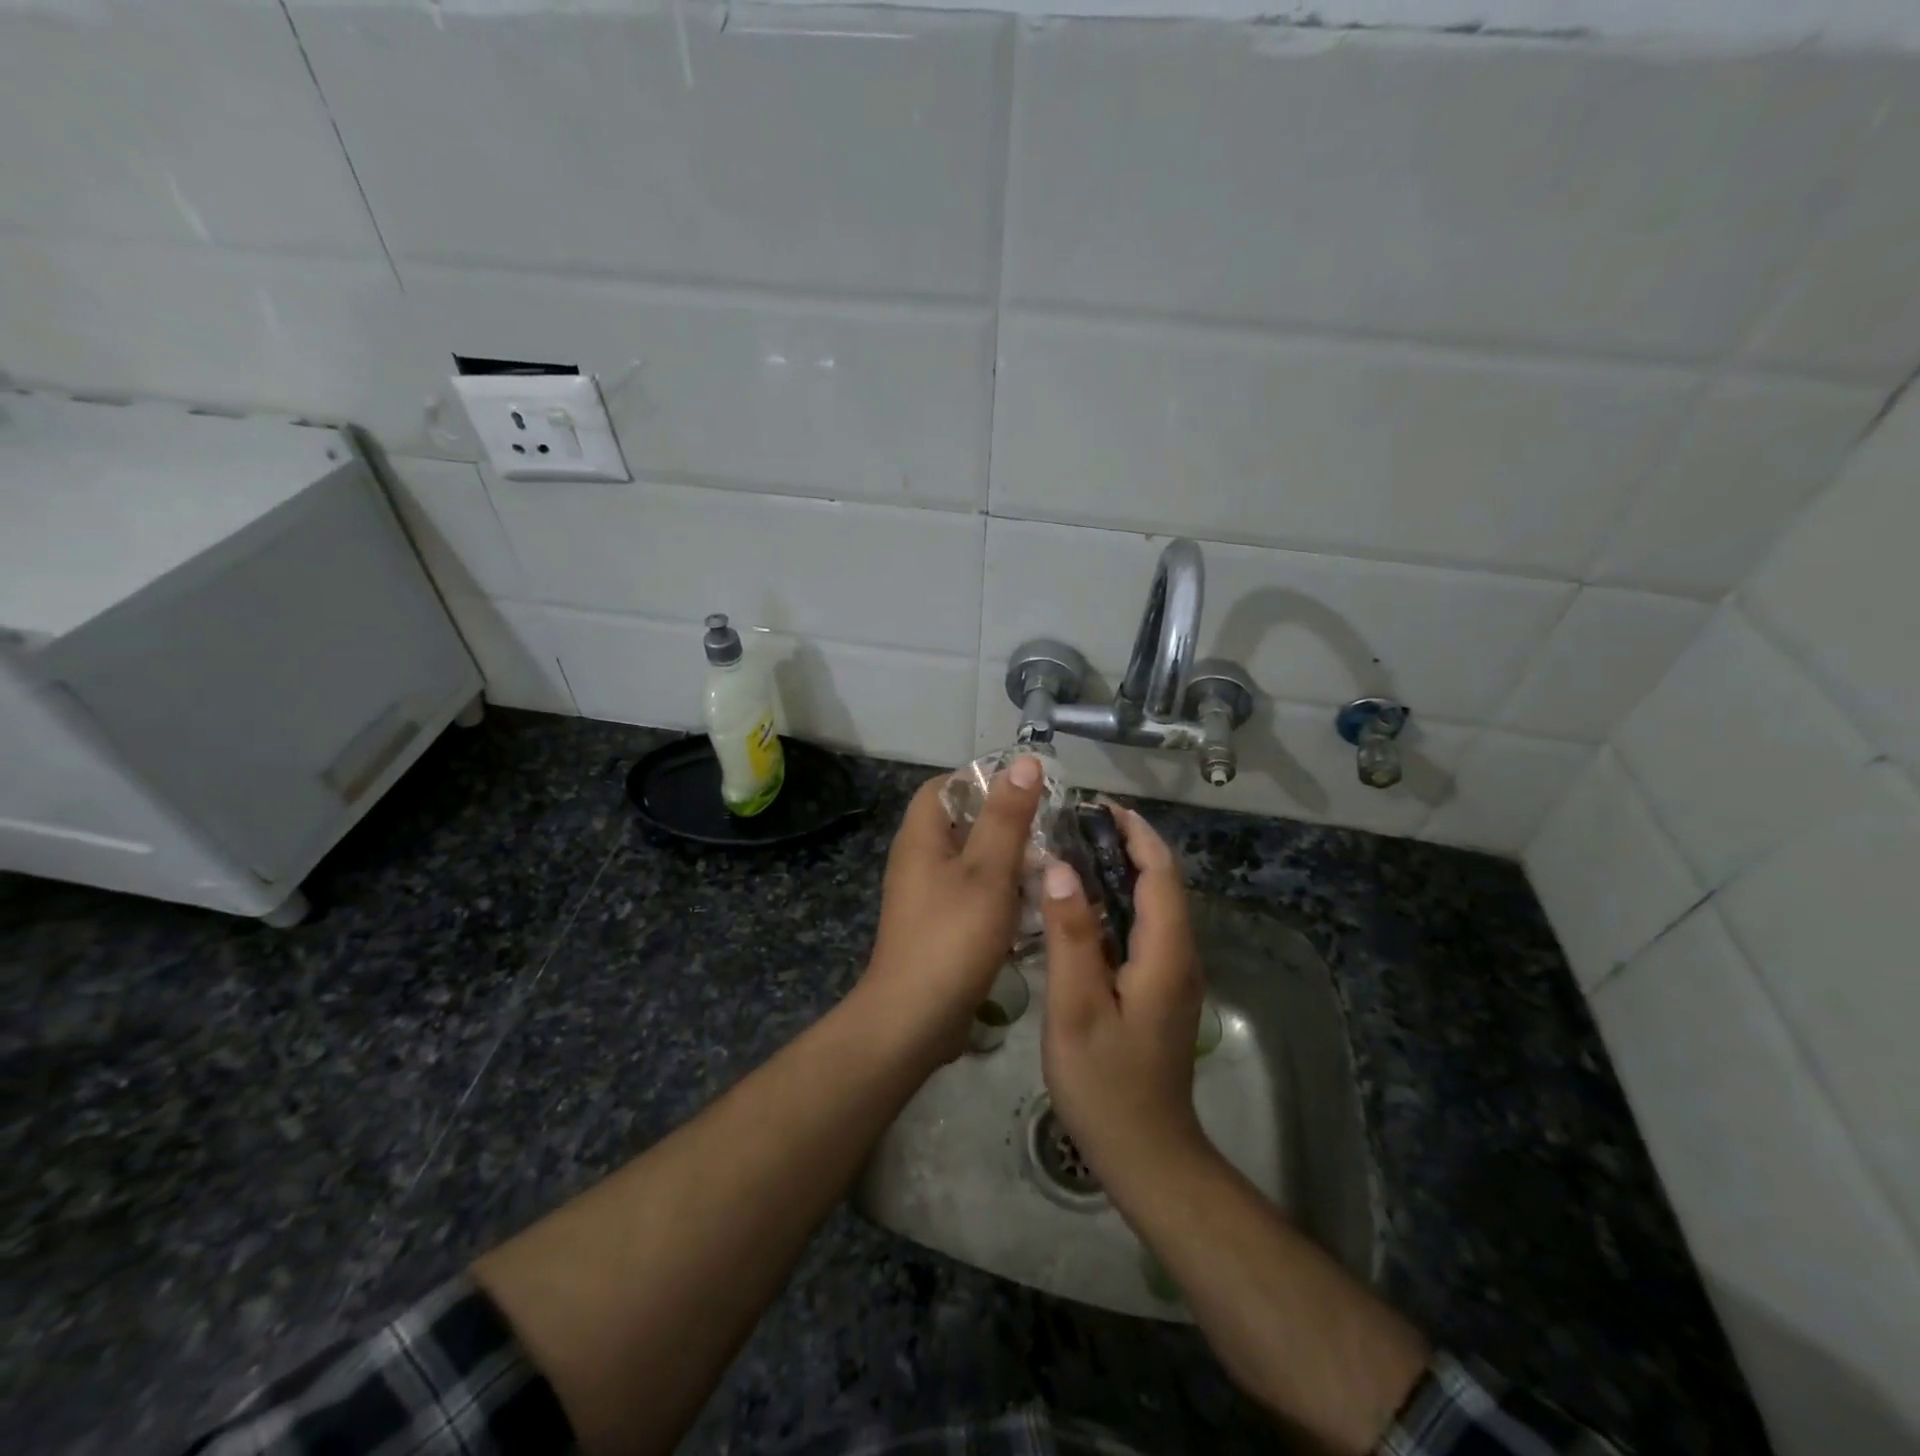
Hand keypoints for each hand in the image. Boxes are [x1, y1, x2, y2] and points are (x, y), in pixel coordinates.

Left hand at [856, 757, 1044, 1061]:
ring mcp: (925, 895)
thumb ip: (1007, 816)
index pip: (947, 785)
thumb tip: (1024, 761)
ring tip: (1049, 866)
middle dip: (1005, 822)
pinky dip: (999, 893)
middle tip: (1050, 829)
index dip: (984, 780)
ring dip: (1007, 860)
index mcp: (922, 836)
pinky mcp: (937, 925)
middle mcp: (918, 858)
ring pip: (971, 860)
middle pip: (962, 822)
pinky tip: (1032, 907)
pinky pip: (971, 894)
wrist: (914, 1019)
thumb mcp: (989, 870)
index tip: (1028, 790)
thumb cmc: (953, 936)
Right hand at [1041, 807, 1212, 1194]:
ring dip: (1121, 871)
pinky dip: (1118, 902)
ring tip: (1072, 852)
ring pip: (1154, 905)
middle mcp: (1180, 956)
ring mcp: (1174, 975)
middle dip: (1126, 844)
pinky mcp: (1161, 989)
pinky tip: (1081, 907)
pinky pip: (1145, 929)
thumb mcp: (1076, 1008)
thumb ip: (1071, 936)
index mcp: (1165, 954)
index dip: (1135, 833)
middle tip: (1074, 824)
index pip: (1160, 873)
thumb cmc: (1106, 1083)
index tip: (1098, 806)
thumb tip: (1061, 869)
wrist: (1148, 1153)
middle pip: (1162, 883)